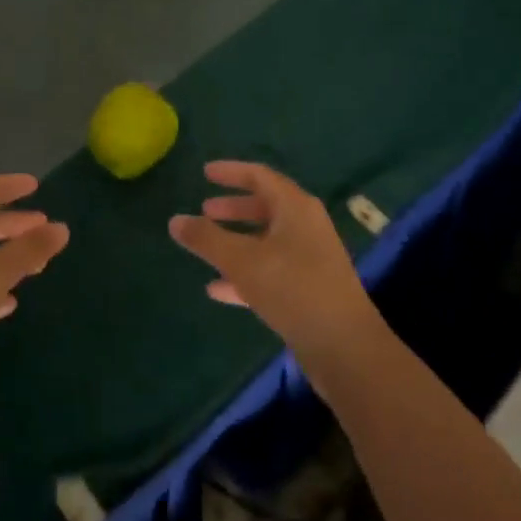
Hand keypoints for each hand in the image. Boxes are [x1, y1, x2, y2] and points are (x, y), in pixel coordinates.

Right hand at [169, 162, 380, 368]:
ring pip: (267, 240)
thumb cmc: (293, 289)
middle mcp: (306, 226)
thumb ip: (206, 239)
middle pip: (266, 207)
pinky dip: (246, 273)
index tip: (205, 172)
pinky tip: (218, 289)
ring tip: (207, 248)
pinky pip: (272, 271)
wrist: (345, 348)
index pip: (260, 176)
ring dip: (238, 241)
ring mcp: (311, 259)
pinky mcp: (310, 290)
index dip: (231, 172)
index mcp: (295, 207)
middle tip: (205, 210)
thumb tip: (175, 220)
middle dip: (234, 208)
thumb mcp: (242, 260)